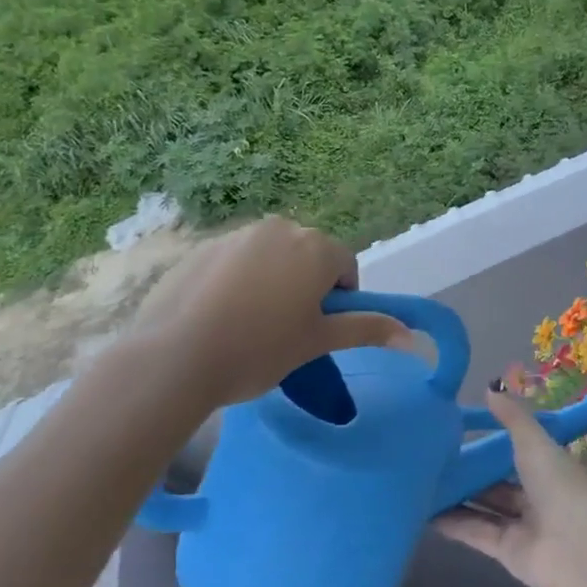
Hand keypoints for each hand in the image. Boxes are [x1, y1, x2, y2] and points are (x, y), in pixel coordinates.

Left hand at [125, 217, 403, 414]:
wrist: (174, 357)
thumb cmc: (259, 350)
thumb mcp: (318, 342)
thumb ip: (366, 329)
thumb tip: (413, 336)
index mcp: (316, 248)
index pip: (346, 266)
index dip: (340, 299)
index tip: (318, 329)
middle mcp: (280, 229)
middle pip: (309, 255)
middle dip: (307, 285)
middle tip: (287, 329)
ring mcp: (237, 235)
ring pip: (271, 257)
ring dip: (273, 280)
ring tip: (250, 324)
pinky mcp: (202, 247)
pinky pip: (236, 260)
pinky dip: (238, 281)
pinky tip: (219, 316)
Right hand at [435, 389, 586, 586]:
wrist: (580, 546)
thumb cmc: (560, 484)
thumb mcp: (534, 442)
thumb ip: (512, 418)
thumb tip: (490, 388)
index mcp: (547, 465)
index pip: (515, 451)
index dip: (489, 444)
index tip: (456, 433)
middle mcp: (535, 494)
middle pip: (495, 482)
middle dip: (468, 473)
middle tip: (431, 460)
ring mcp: (521, 524)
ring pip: (483, 507)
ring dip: (456, 498)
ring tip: (420, 484)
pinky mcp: (506, 551)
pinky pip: (475, 532)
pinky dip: (453, 523)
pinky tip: (425, 513)